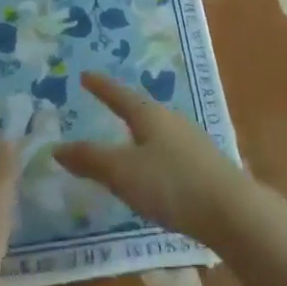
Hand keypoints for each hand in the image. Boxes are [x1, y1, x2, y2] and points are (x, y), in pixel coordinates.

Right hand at [54, 72, 253, 247]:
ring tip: (124, 138)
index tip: (85, 75)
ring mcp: (191, 140)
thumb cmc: (171, 184)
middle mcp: (172, 120)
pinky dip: (152, 152)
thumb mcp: (123, 173)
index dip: (101, 87)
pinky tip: (152, 169)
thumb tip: (57, 147)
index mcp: (150, 115)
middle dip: (121, 107)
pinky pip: (168, 149)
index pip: (119, 95)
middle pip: (141, 109)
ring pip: (157, 130)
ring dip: (138, 132)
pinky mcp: (202, 164)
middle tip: (103, 104)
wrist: (230, 210)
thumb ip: (91, 160)